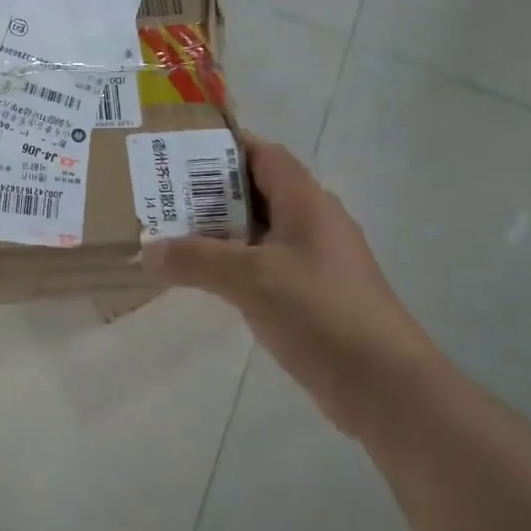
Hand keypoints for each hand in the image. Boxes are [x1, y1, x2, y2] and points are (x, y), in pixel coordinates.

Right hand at [142, 136, 440, 435]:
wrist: (382, 384)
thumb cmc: (320, 312)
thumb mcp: (251, 279)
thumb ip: (197, 260)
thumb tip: (147, 251)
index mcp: (306, 202)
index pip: (264, 154)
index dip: (224, 147)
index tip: (178, 150)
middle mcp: (314, 222)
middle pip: (258, 191)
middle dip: (211, 192)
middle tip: (162, 196)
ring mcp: (316, 260)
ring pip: (260, 231)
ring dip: (221, 231)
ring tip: (173, 234)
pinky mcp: (313, 294)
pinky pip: (266, 264)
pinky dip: (236, 264)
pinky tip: (206, 278)